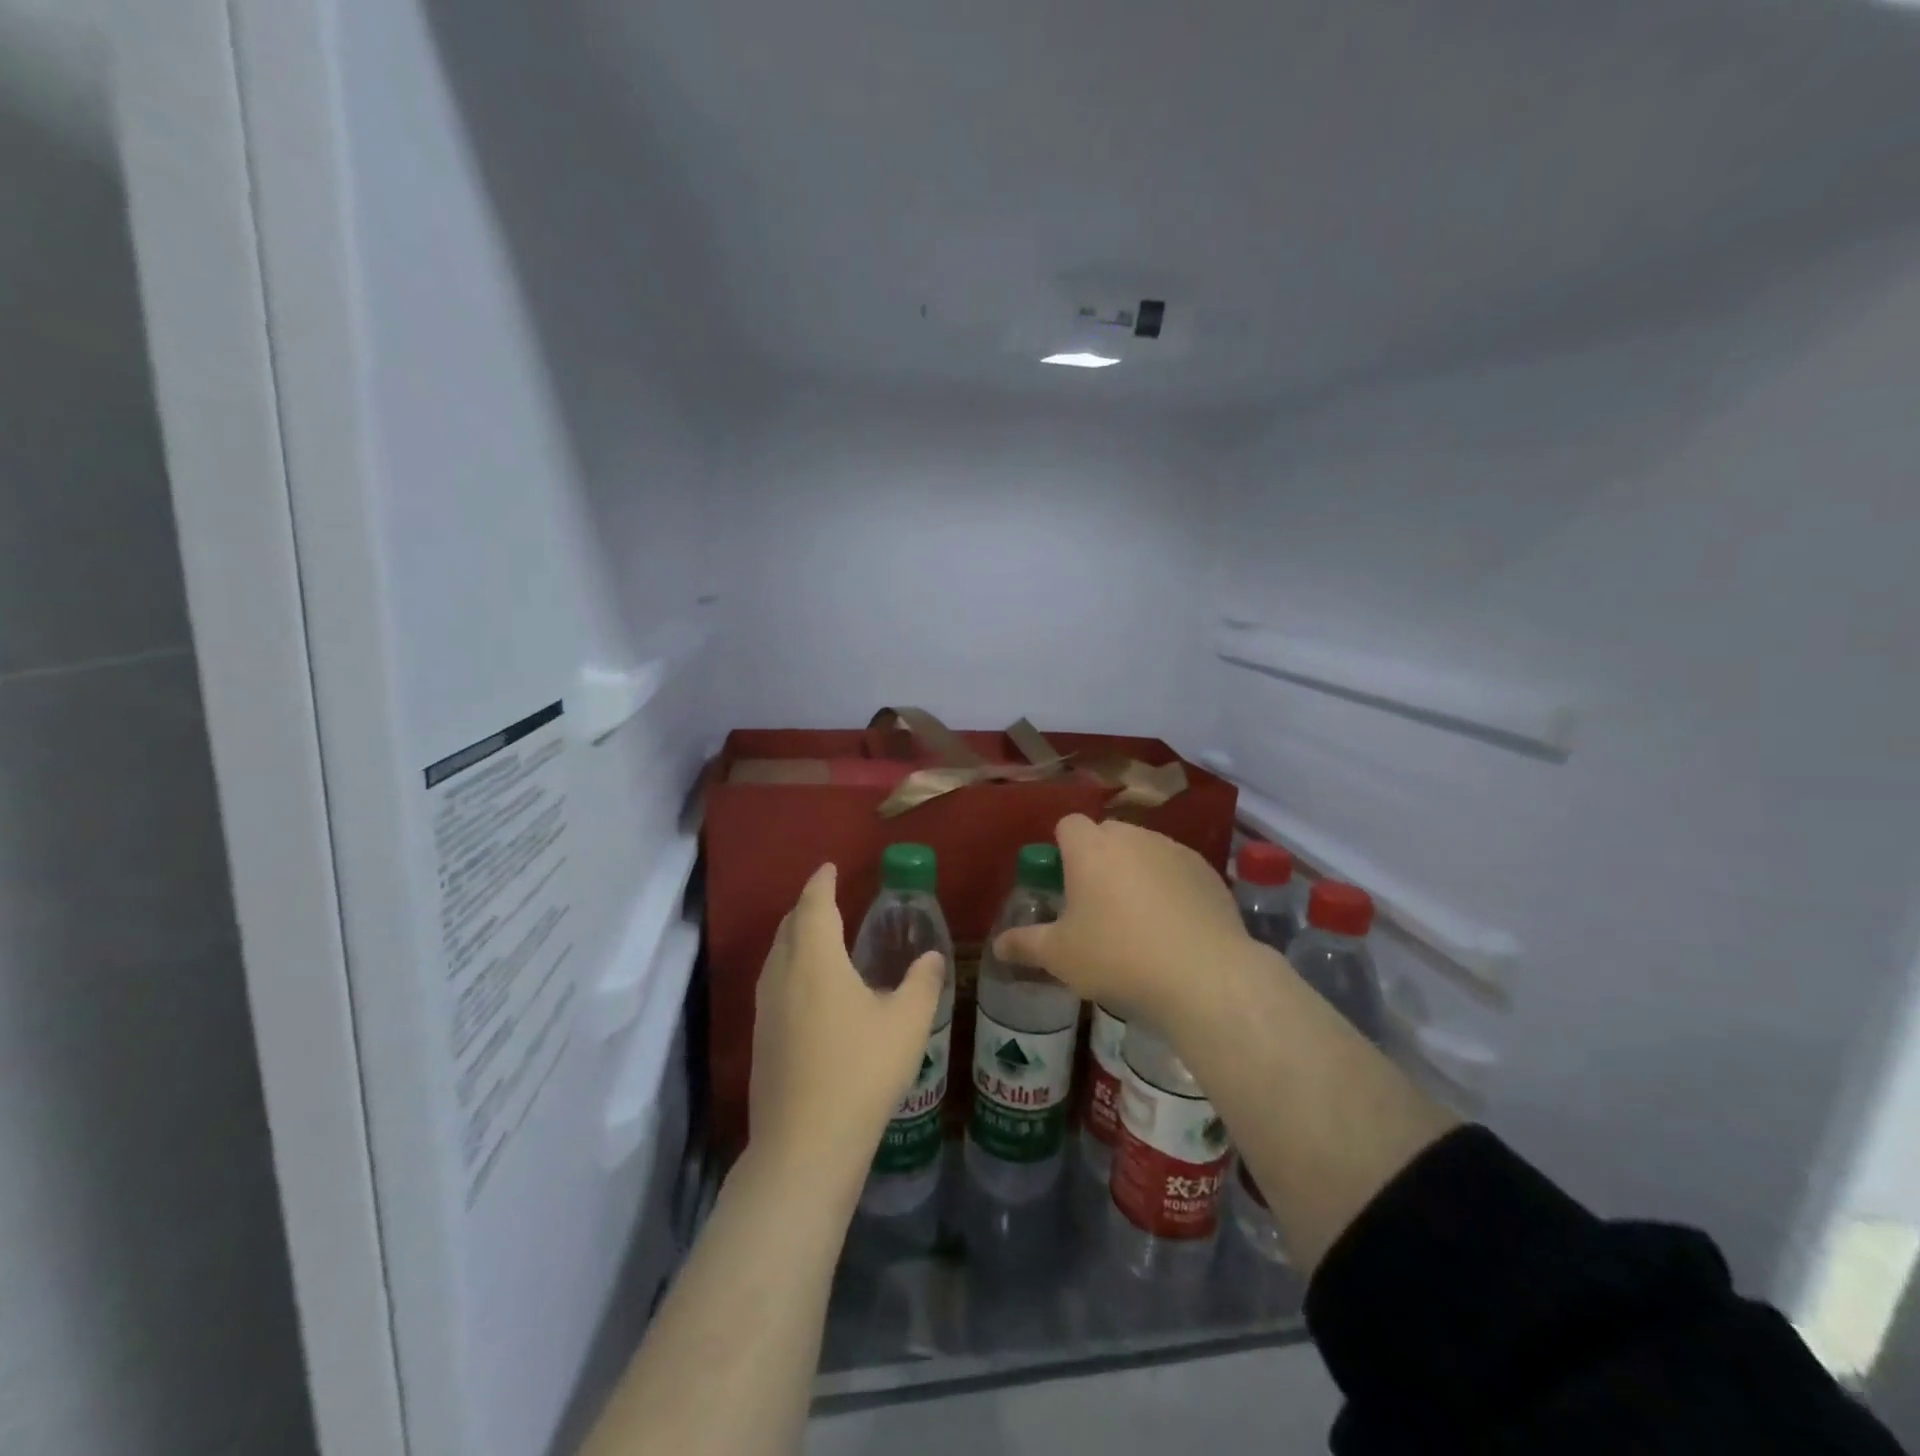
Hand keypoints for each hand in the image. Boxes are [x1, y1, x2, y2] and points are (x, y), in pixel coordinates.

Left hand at [749, 864, 944, 1186]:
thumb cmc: (861, 1071)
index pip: (814, 904)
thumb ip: (922, 983)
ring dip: (796, 937)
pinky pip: (774, 982)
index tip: (830, 867)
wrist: (805, 1144)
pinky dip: (791, 966)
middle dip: (807, 906)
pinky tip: (810, 989)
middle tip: (828, 898)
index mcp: (815, 959)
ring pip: (777, 955)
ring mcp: (766, 1008)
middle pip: (789, 926)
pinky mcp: (761, 1038)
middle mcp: (782, 974)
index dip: (822, 882)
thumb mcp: (907, 1023)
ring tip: (819, 937)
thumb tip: (931, 956)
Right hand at [994, 815, 1249, 1033]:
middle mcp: (1132, 836)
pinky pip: (1176, 869)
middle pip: (1107, 835)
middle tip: (1096, 905)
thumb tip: (998, 945)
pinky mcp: (1208, 871)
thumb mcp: (1060, 957)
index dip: (1062, 849)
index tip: (1063, 883)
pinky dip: (1170, 886)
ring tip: (1139, 919)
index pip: (1067, 825)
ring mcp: (1174, 850)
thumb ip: (1025, 944)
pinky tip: (1174, 926)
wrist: (1205, 975)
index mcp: (1090, 848)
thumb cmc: (1118, 957)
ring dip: (1135, 871)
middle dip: (1098, 859)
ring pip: (1144, 850)